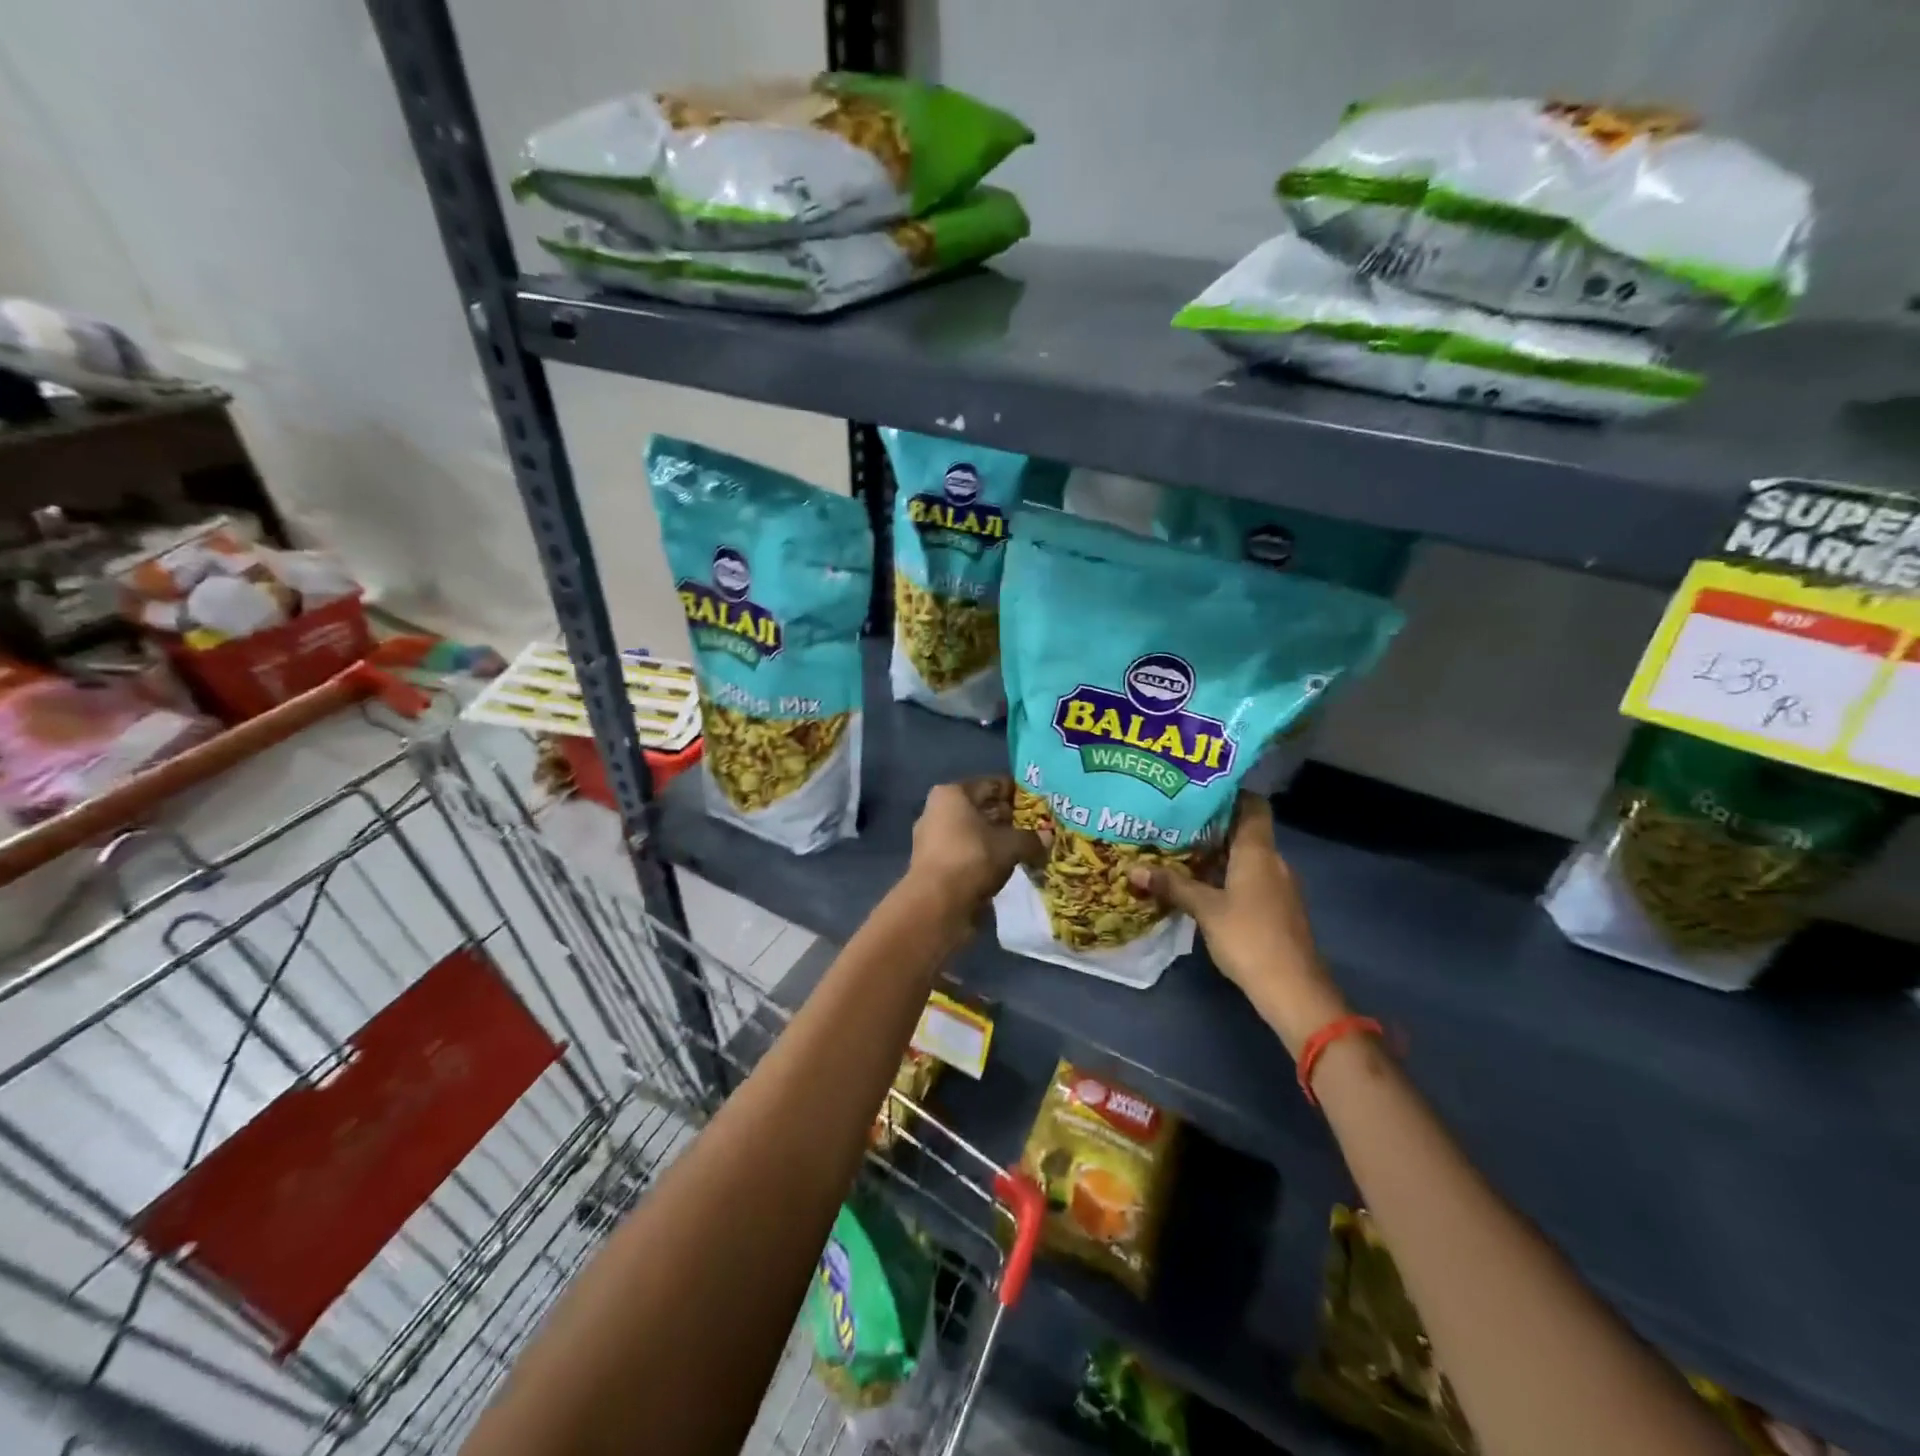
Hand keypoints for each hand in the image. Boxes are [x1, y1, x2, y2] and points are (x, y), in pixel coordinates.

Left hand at [903, 778, 1044, 923]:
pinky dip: (984, 857)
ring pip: (973, 833)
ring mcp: (932, 839)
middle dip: (1007, 818)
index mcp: (952, 794)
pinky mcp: (933, 865)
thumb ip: (1031, 838)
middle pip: (980, 808)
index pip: (991, 784)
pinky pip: (966, 853)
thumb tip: (1048, 837)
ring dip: (996, 840)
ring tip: (1023, 848)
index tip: (1038, 804)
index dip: (1016, 793)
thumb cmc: (972, 858)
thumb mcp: (1011, 845)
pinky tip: (1004, 866)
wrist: (936, 905)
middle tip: (1035, 827)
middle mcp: (937, 810)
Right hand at [1128, 793, 1347, 1052]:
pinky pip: (1249, 879)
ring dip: (1218, 853)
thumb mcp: (1205, 909)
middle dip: (1213, 824)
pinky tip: (1200, 884)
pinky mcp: (1276, 909)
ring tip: (1180, 848)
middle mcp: (1272, 861)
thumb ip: (1172, 886)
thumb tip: (1132, 868)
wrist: (1293, 988)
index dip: (1231, 792)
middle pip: (1245, 830)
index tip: (1199, 787)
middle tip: (1176, 818)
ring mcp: (1278, 886)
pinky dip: (1226, 875)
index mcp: (1258, 851)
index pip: (1252, 806)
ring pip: (1245, 857)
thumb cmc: (1249, 937)